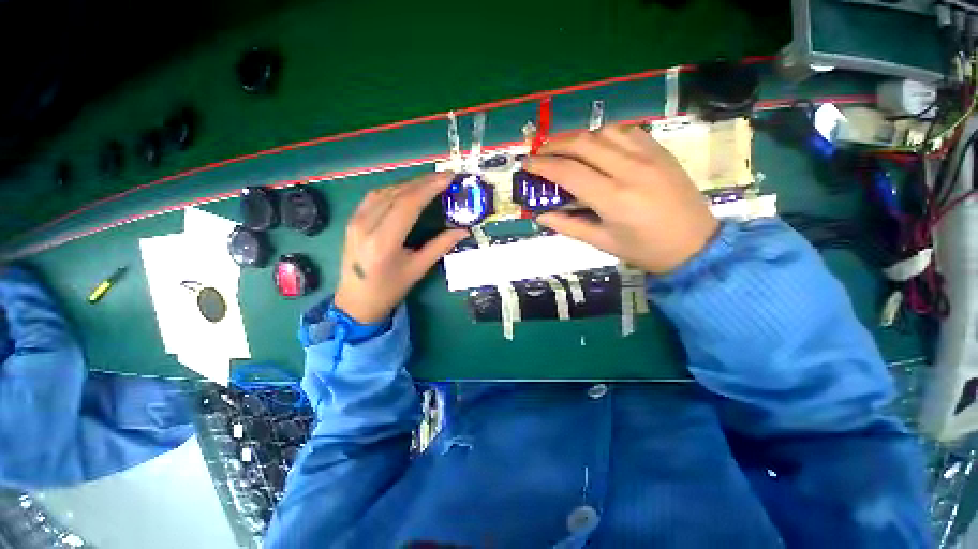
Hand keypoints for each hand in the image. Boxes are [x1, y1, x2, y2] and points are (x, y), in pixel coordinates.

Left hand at [334, 173, 466, 323]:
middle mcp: (366, 225)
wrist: (354, 302)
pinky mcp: (352, 220)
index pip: (407, 204)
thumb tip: (464, 231)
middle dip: (423, 182)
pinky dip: (395, 189)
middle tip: (445, 176)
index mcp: (383, 241)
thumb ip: (440, 246)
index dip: (429, 188)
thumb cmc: (389, 289)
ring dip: (409, 183)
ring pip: (385, 191)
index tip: (448, 178)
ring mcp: (355, 221)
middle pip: (396, 193)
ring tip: (431, 182)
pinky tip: (408, 190)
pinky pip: (375, 196)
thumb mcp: (417, 269)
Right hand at [524, 124, 718, 273]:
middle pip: (583, 143)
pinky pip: (626, 131)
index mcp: (613, 198)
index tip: (527, 164)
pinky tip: (596, 145)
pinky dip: (603, 134)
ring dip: (578, 136)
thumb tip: (539, 215)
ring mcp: (649, 155)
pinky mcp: (660, 150)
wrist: (696, 244)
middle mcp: (630, 169)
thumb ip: (568, 225)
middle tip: (539, 153)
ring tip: (564, 148)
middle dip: (555, 144)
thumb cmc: (644, 249)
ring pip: (604, 131)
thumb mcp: (602, 242)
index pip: (568, 172)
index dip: (543, 166)